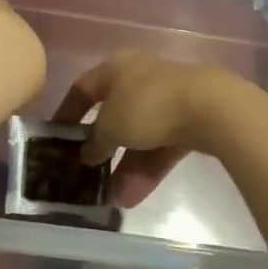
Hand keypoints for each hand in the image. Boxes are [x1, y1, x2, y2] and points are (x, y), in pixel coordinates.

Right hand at [53, 54, 243, 207]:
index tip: (55, 138)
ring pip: (138, 136)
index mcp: (115, 69)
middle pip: (112, 116)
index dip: (67, 112)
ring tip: (112, 199)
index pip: (82, 88)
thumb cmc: (148, 106)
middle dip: (101, 149)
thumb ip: (95, 141)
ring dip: (124, 167)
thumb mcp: (111, 127)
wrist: (212, 107)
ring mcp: (167, 99)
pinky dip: (148, 168)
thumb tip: (87, 152)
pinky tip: (135, 197)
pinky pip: (161, 146)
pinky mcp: (189, 120)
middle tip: (87, 175)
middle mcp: (139, 79)